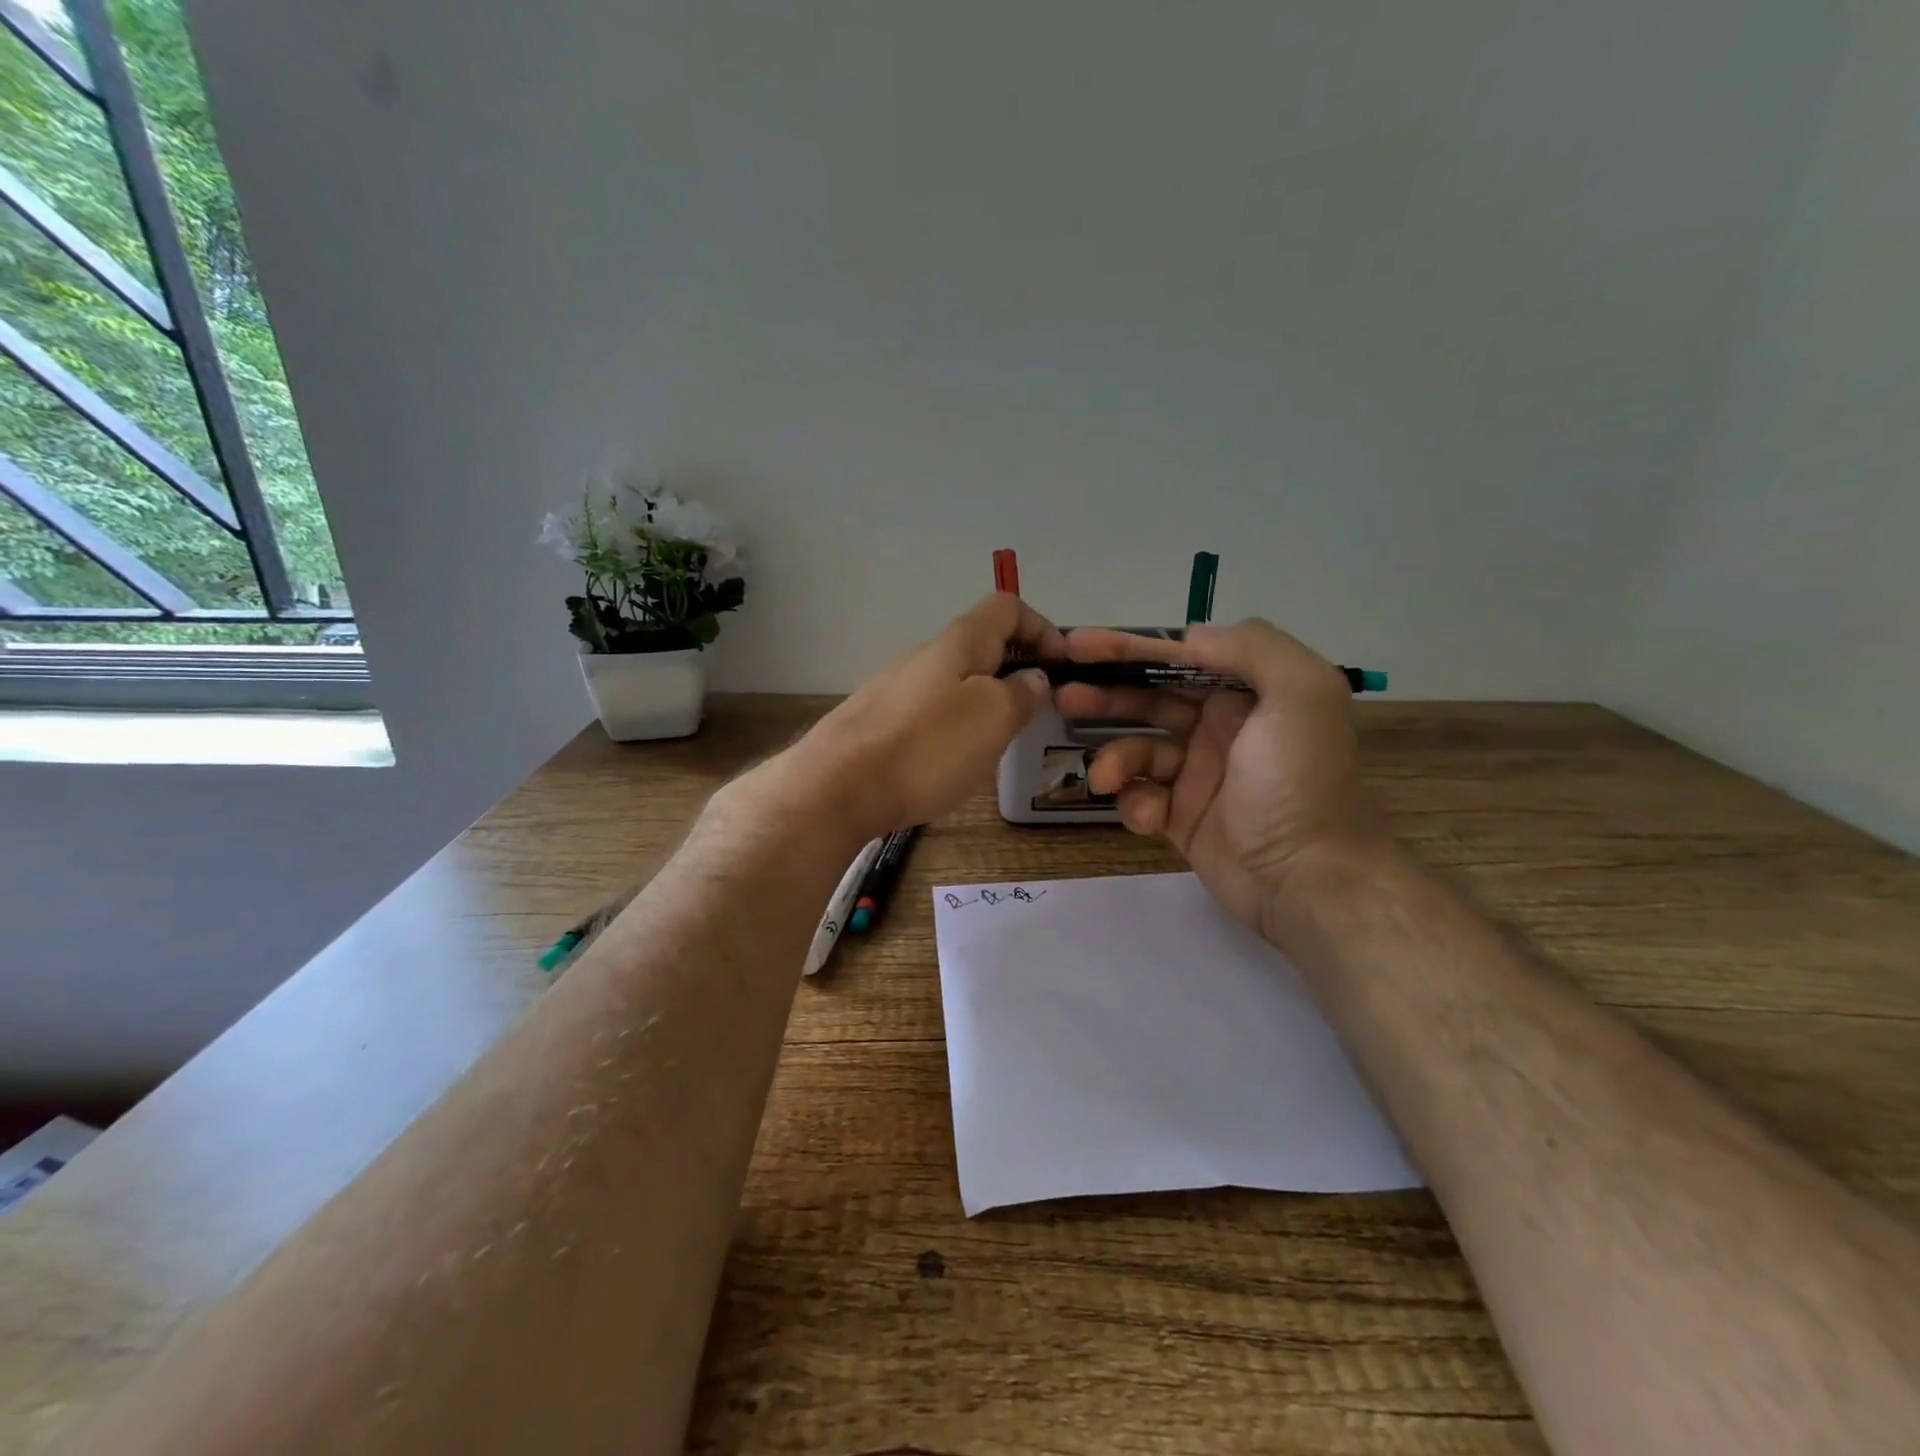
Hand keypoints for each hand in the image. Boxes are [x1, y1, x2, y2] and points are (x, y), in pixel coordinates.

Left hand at [785, 594, 1063, 840]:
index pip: (1008, 607)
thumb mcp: (993, 717)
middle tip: (1034, 713)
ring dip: (985, 700)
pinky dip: (954, 724)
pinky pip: (930, 710)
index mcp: (958, 642)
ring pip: (955, 680)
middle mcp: (924, 654)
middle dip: (1016, 670)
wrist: (836, 788)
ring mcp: (895, 687)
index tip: (1062, 668)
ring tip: (997, 743)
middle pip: (981, 645)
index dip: (1042, 628)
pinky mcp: (876, 720)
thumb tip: (1032, 677)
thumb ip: (1022, 692)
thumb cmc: (927, 748)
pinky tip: (950, 761)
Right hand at [1056, 620, 1386, 929]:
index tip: (1079, 645)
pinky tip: (1150, 818)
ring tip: (1104, 778)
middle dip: (1106, 695)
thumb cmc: (1300, 784)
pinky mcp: (1183, 818)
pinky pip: (1143, 798)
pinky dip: (1137, 804)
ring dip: (1115, 758)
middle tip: (1063, 695)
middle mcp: (1223, 728)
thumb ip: (1253, 648)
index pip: (1179, 659)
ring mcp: (1200, 775)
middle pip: (1150, 699)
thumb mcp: (1302, 695)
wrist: (1309, 883)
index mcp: (1250, 694)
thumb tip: (1190, 637)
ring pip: (1139, 750)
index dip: (1130, 648)